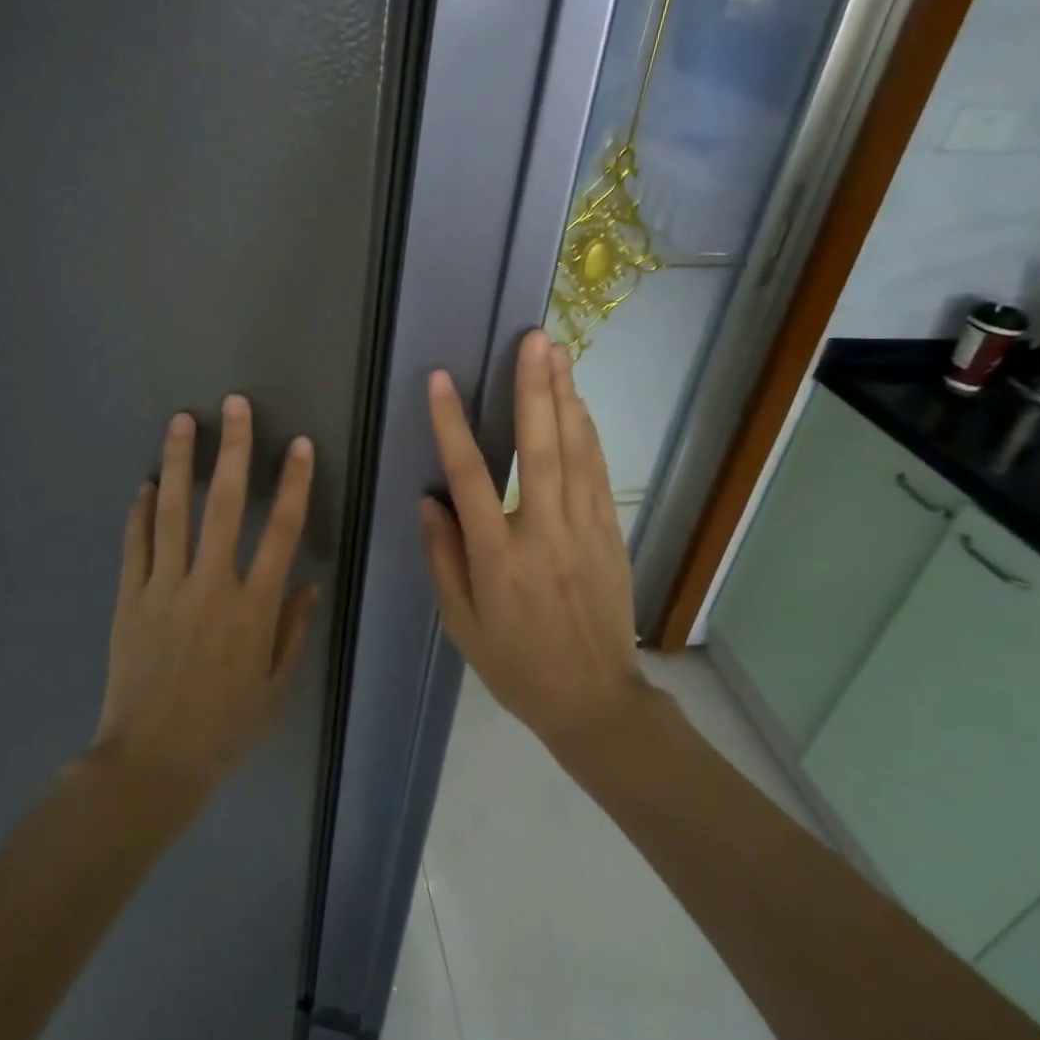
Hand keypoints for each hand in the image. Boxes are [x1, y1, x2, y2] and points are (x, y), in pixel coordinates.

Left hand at [94, 396, 319, 800]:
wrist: (151, 764)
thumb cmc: (224, 729)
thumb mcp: (276, 687)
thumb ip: (294, 629)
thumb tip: (308, 581)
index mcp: (254, 607)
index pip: (281, 531)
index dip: (293, 484)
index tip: (297, 445)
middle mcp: (210, 585)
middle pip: (225, 505)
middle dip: (233, 450)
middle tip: (234, 406)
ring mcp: (164, 589)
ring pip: (173, 512)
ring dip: (179, 463)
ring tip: (181, 422)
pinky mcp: (129, 600)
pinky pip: (135, 546)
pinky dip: (138, 513)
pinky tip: (144, 485)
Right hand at [420, 330, 645, 755]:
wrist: (595, 700)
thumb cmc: (517, 666)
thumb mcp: (462, 624)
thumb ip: (444, 558)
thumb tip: (429, 501)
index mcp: (498, 558)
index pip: (469, 477)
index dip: (451, 424)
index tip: (440, 381)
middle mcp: (543, 532)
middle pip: (538, 447)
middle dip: (533, 388)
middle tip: (532, 340)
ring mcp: (584, 529)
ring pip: (574, 451)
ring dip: (564, 397)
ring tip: (557, 352)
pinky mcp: (610, 533)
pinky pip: (598, 472)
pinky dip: (588, 433)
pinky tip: (579, 404)